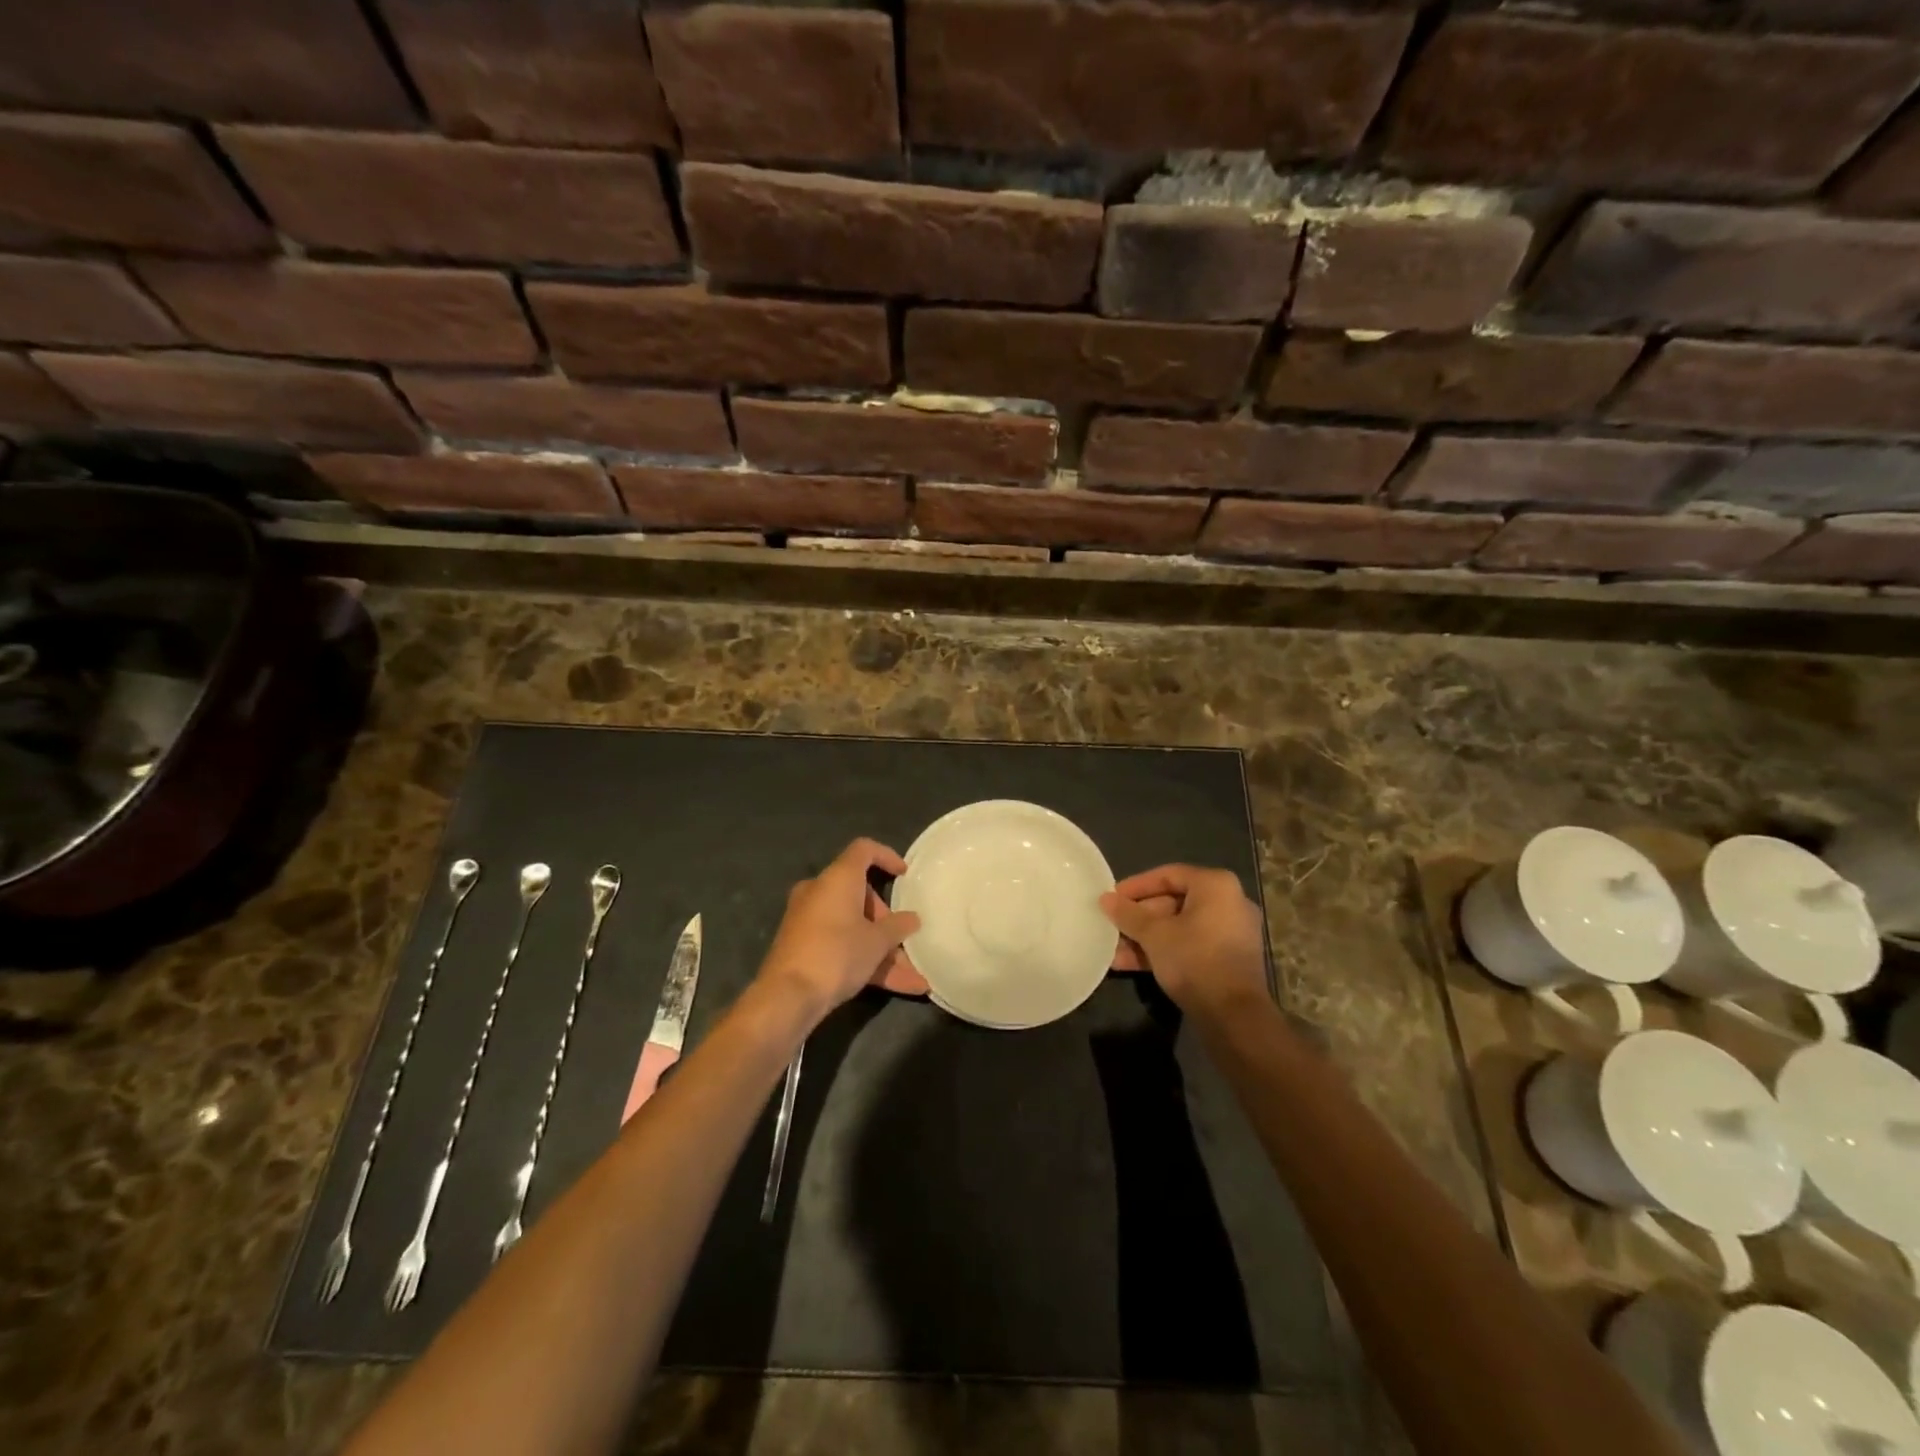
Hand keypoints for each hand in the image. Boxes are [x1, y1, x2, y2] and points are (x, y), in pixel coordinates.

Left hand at [759, 838, 922, 1013]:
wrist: (787, 997)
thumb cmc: (837, 954)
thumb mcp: (876, 942)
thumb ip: (898, 926)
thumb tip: (912, 919)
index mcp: (838, 878)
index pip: (863, 850)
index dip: (887, 856)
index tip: (905, 874)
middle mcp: (820, 892)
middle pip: (861, 894)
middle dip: (887, 920)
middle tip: (905, 940)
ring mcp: (809, 920)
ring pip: (854, 926)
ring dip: (883, 950)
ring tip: (915, 976)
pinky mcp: (804, 946)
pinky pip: (842, 944)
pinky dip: (866, 960)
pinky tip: (900, 987)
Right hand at [1100, 865, 1265, 1012]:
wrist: (1234, 1016)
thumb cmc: (1194, 960)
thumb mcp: (1154, 934)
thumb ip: (1128, 914)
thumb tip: (1105, 899)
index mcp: (1216, 886)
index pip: (1168, 875)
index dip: (1136, 886)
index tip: (1112, 898)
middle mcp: (1229, 903)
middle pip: (1173, 902)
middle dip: (1139, 917)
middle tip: (1113, 925)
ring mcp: (1231, 933)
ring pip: (1179, 927)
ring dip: (1146, 937)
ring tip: (1114, 950)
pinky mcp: (1228, 959)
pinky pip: (1190, 945)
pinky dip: (1164, 950)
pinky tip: (1130, 964)